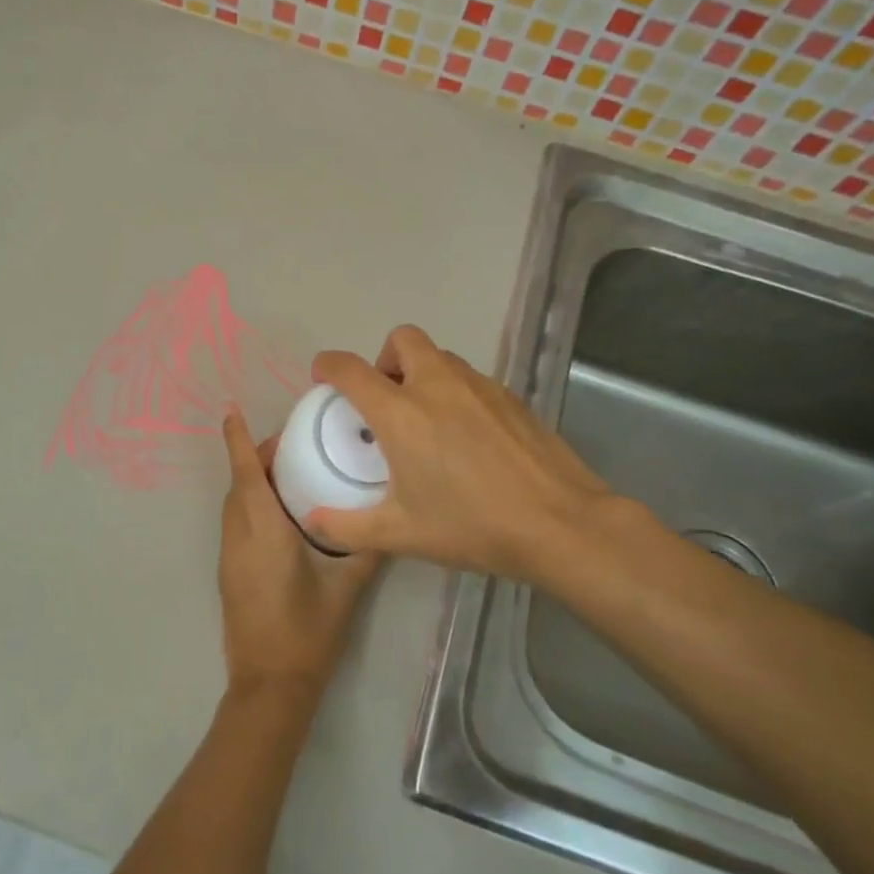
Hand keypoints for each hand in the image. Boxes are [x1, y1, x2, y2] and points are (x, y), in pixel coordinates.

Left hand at [217, 410, 383, 705]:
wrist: (270, 686)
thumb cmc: (307, 633)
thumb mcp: (346, 589)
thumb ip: (367, 549)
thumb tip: (389, 520)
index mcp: (263, 532)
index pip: (245, 475)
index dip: (237, 441)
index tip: (230, 411)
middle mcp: (239, 538)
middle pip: (239, 485)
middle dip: (256, 458)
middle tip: (293, 445)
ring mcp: (229, 558)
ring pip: (234, 505)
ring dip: (252, 482)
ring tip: (289, 473)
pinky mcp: (229, 574)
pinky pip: (236, 524)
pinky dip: (251, 505)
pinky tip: (282, 514)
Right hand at [305, 325, 641, 585]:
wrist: (560, 524)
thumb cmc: (472, 526)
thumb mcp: (401, 534)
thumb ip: (347, 527)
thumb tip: (312, 521)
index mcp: (401, 414)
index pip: (351, 370)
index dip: (329, 366)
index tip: (323, 376)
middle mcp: (437, 386)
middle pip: (402, 339)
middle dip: (384, 359)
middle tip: (385, 399)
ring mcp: (480, 387)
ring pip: (440, 357)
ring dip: (421, 373)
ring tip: (426, 419)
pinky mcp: (511, 397)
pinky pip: (471, 378)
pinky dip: (455, 391)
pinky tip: (467, 436)